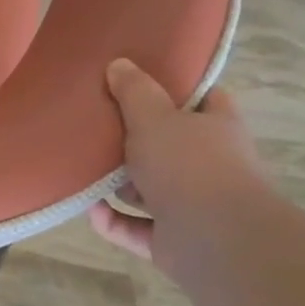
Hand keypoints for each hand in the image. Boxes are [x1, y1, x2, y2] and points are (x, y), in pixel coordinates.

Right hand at [88, 59, 263, 263]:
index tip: (142, 81)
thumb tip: (120, 64)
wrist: (218, 241)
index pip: (205, 99)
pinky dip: (113, 221)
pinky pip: (137, 228)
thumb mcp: (154, 117)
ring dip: (121, 185)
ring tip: (85, 170)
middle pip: (171, 145)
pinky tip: (91, 209)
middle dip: (137, 141)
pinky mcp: (175, 241)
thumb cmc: (189, 165)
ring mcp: (195, 206)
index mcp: (217, 128)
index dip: (178, 88)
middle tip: (99, 127)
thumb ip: (135, 91)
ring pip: (152, 190)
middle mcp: (211, 166)